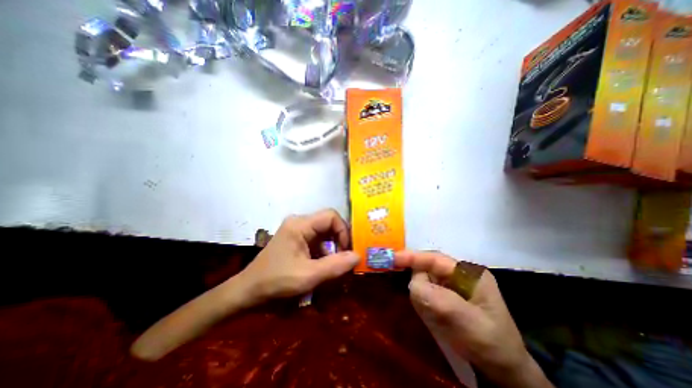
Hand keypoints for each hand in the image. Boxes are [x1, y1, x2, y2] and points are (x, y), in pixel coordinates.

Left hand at [238, 209, 359, 302]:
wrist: (247, 292)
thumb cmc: (275, 281)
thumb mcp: (308, 276)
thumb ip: (335, 265)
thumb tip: (358, 255)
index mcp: (300, 225)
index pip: (331, 216)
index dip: (343, 230)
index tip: (347, 251)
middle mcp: (299, 223)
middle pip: (329, 224)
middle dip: (340, 241)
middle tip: (345, 259)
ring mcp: (297, 231)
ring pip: (325, 233)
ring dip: (333, 248)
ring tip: (336, 266)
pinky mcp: (296, 239)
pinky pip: (318, 240)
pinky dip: (325, 252)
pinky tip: (325, 266)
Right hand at [395, 252, 552, 387]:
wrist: (504, 372)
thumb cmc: (491, 343)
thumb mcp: (469, 322)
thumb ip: (440, 300)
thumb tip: (412, 284)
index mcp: (468, 272)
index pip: (434, 259)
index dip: (412, 257)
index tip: (392, 258)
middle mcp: (458, 274)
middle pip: (427, 269)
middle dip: (419, 283)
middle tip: (422, 305)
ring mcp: (452, 285)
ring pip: (425, 282)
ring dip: (422, 297)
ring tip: (434, 317)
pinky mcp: (446, 296)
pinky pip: (427, 293)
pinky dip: (424, 303)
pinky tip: (433, 317)